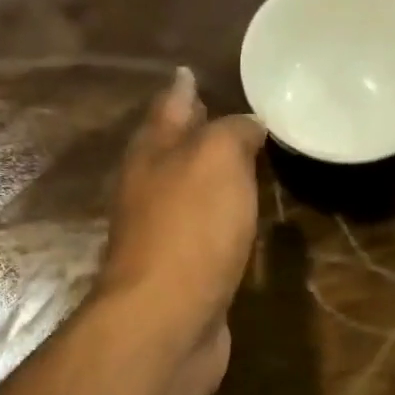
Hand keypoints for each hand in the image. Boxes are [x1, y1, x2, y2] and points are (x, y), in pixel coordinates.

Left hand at [98, 68, 265, 394]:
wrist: (167, 322)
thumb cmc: (190, 231)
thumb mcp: (216, 160)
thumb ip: (231, 133)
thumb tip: (246, 123)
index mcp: (150, 156)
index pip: (168, 109)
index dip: (183, 90)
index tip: (194, 73)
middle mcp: (148, 195)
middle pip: (171, 155)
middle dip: (193, 135)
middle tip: (227, 120)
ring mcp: (162, 241)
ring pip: (187, 198)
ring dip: (208, 183)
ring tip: (240, 168)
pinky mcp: (181, 280)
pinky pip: (202, 239)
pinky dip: (217, 225)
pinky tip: (236, 226)